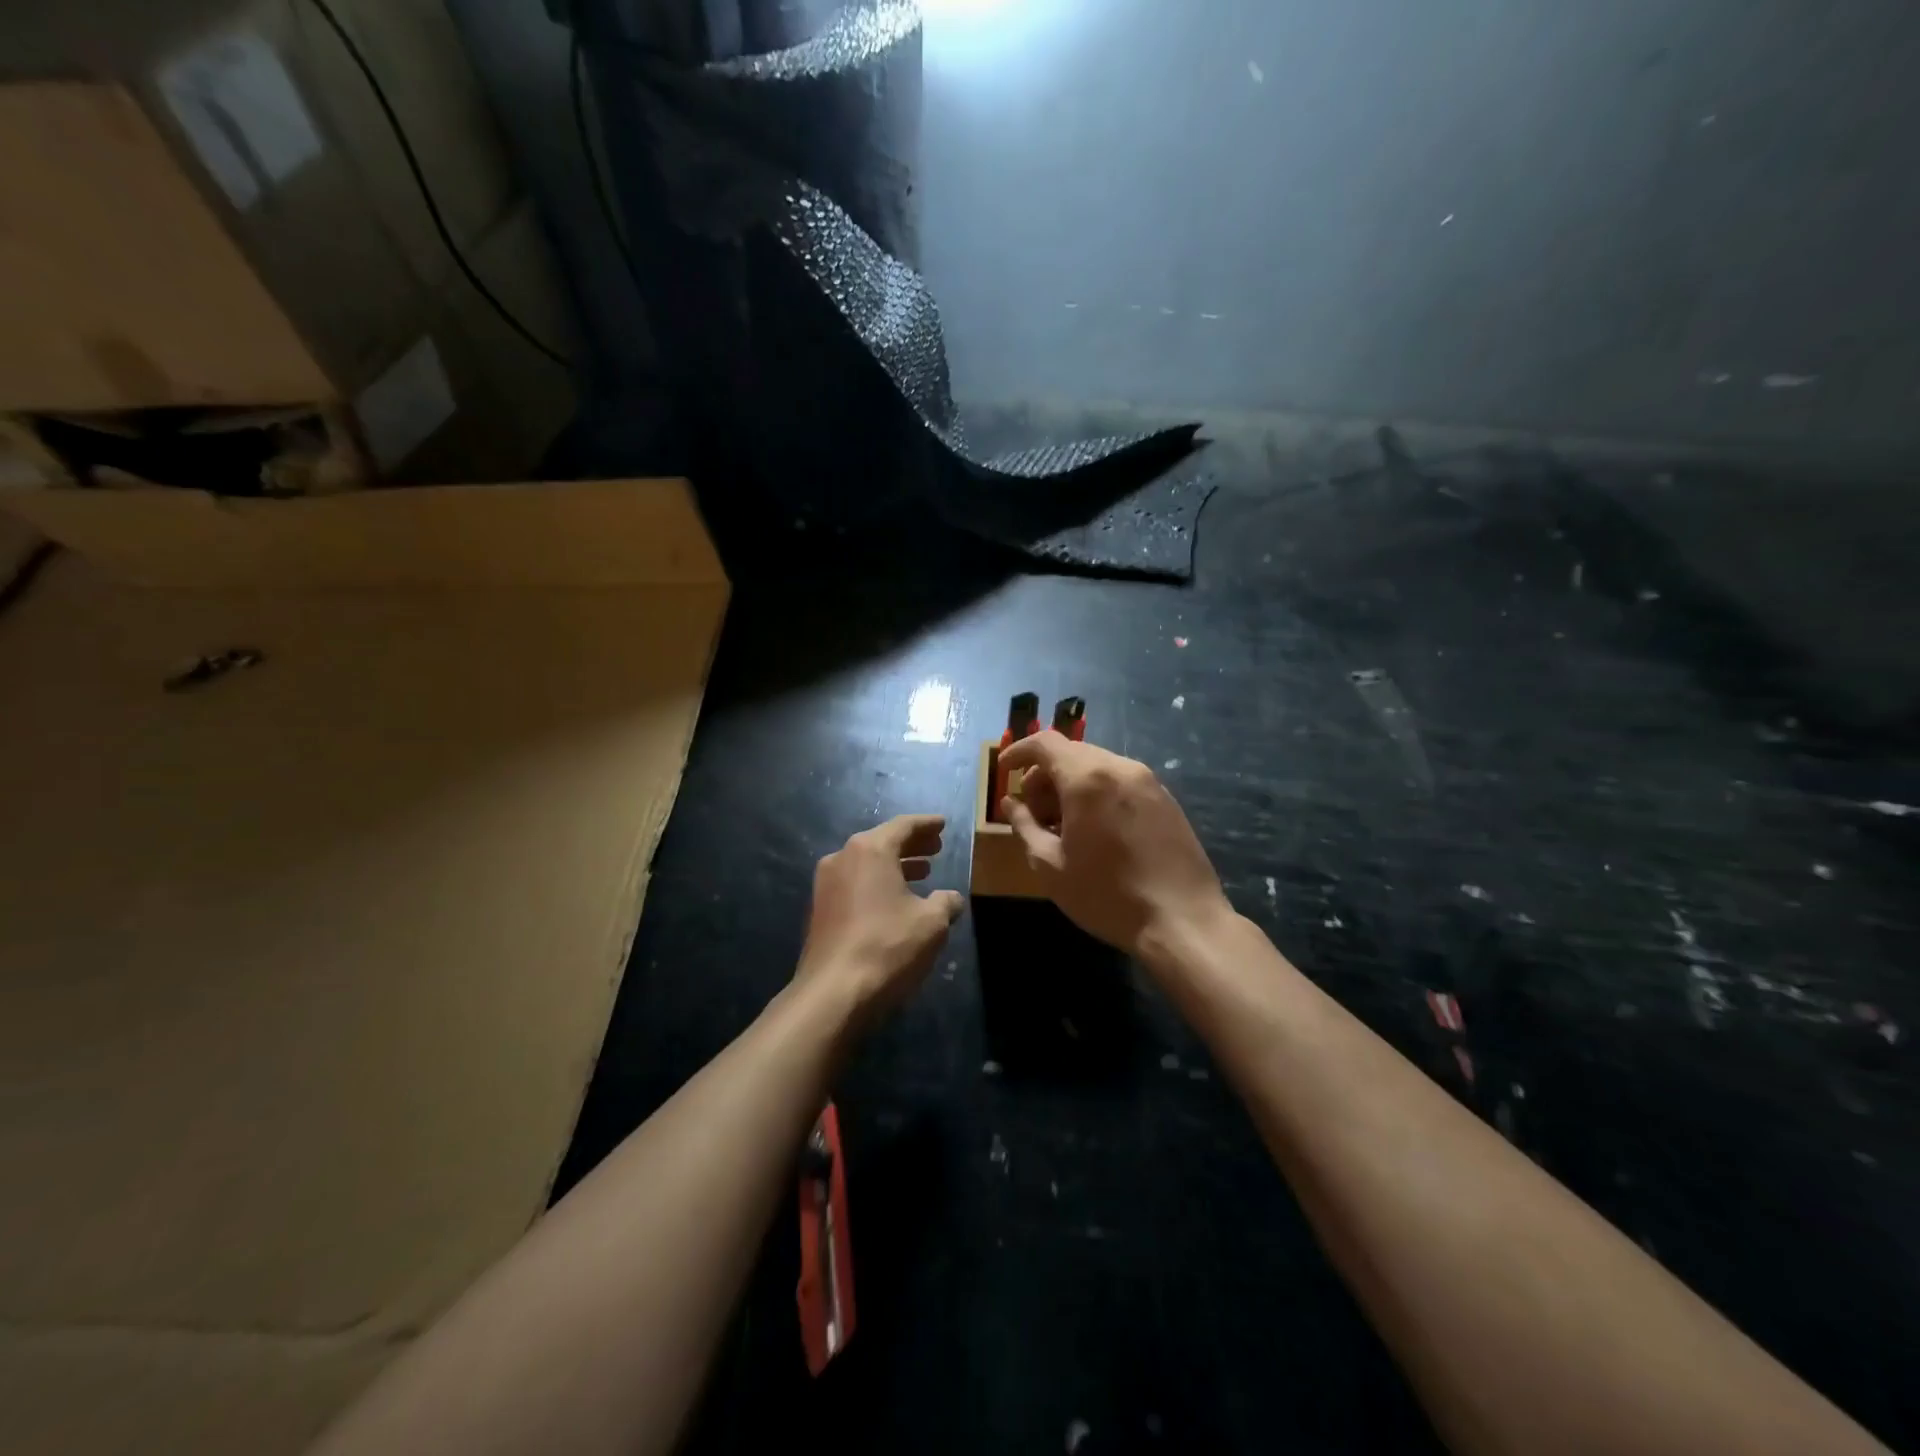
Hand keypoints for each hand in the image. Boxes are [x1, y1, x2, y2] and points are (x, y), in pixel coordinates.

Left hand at [797, 814, 964, 1020]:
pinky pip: (855, 883)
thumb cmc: (888, 947)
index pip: (903, 826)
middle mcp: (843, 858)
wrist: (833, 993)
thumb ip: (945, 902)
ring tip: (922, 872)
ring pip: (867, 864)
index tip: (942, 823)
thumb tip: (951, 898)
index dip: (926, 824)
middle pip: (882, 841)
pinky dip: (877, 883)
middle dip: (911, 844)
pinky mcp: (820, 910)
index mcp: (870, 850)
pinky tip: (895, 900)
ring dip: (895, 865)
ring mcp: (826, 884)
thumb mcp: (932, 923)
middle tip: (936, 847)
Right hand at [999, 736, 1229, 957]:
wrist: (1182, 921)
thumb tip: (1011, 803)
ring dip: (1072, 784)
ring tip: (1063, 825)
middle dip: (1044, 775)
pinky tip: (1095, 830)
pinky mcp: (1166, 799)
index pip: (1045, 742)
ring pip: (1098, 766)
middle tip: (1033, 811)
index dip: (1019, 751)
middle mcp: (1120, 767)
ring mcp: (1148, 781)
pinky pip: (1121, 782)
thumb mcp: (1050, 865)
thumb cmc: (1106, 895)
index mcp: (1087, 778)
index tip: (1004, 771)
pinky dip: (1098, 792)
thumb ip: (1024, 826)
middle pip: (1072, 753)